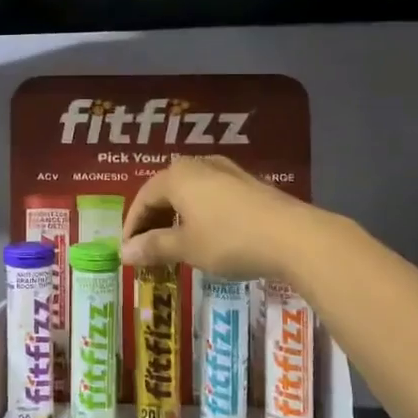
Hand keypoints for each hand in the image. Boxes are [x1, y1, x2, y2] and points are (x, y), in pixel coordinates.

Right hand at [120, 155, 323, 281]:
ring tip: (175, 244)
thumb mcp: (187, 247)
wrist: (293, 236)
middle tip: (148, 250)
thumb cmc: (230, 240)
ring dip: (176, 218)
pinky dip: (199, 214)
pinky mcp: (248, 183)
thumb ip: (153, 247)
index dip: (132, 226)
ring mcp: (226, 171)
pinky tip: (206, 235)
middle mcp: (199, 164)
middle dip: (154, 221)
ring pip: (189, 192)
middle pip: (165, 191)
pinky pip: (211, 195)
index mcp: (177, 176)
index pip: (143, 198)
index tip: (129, 252)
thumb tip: (124, 253)